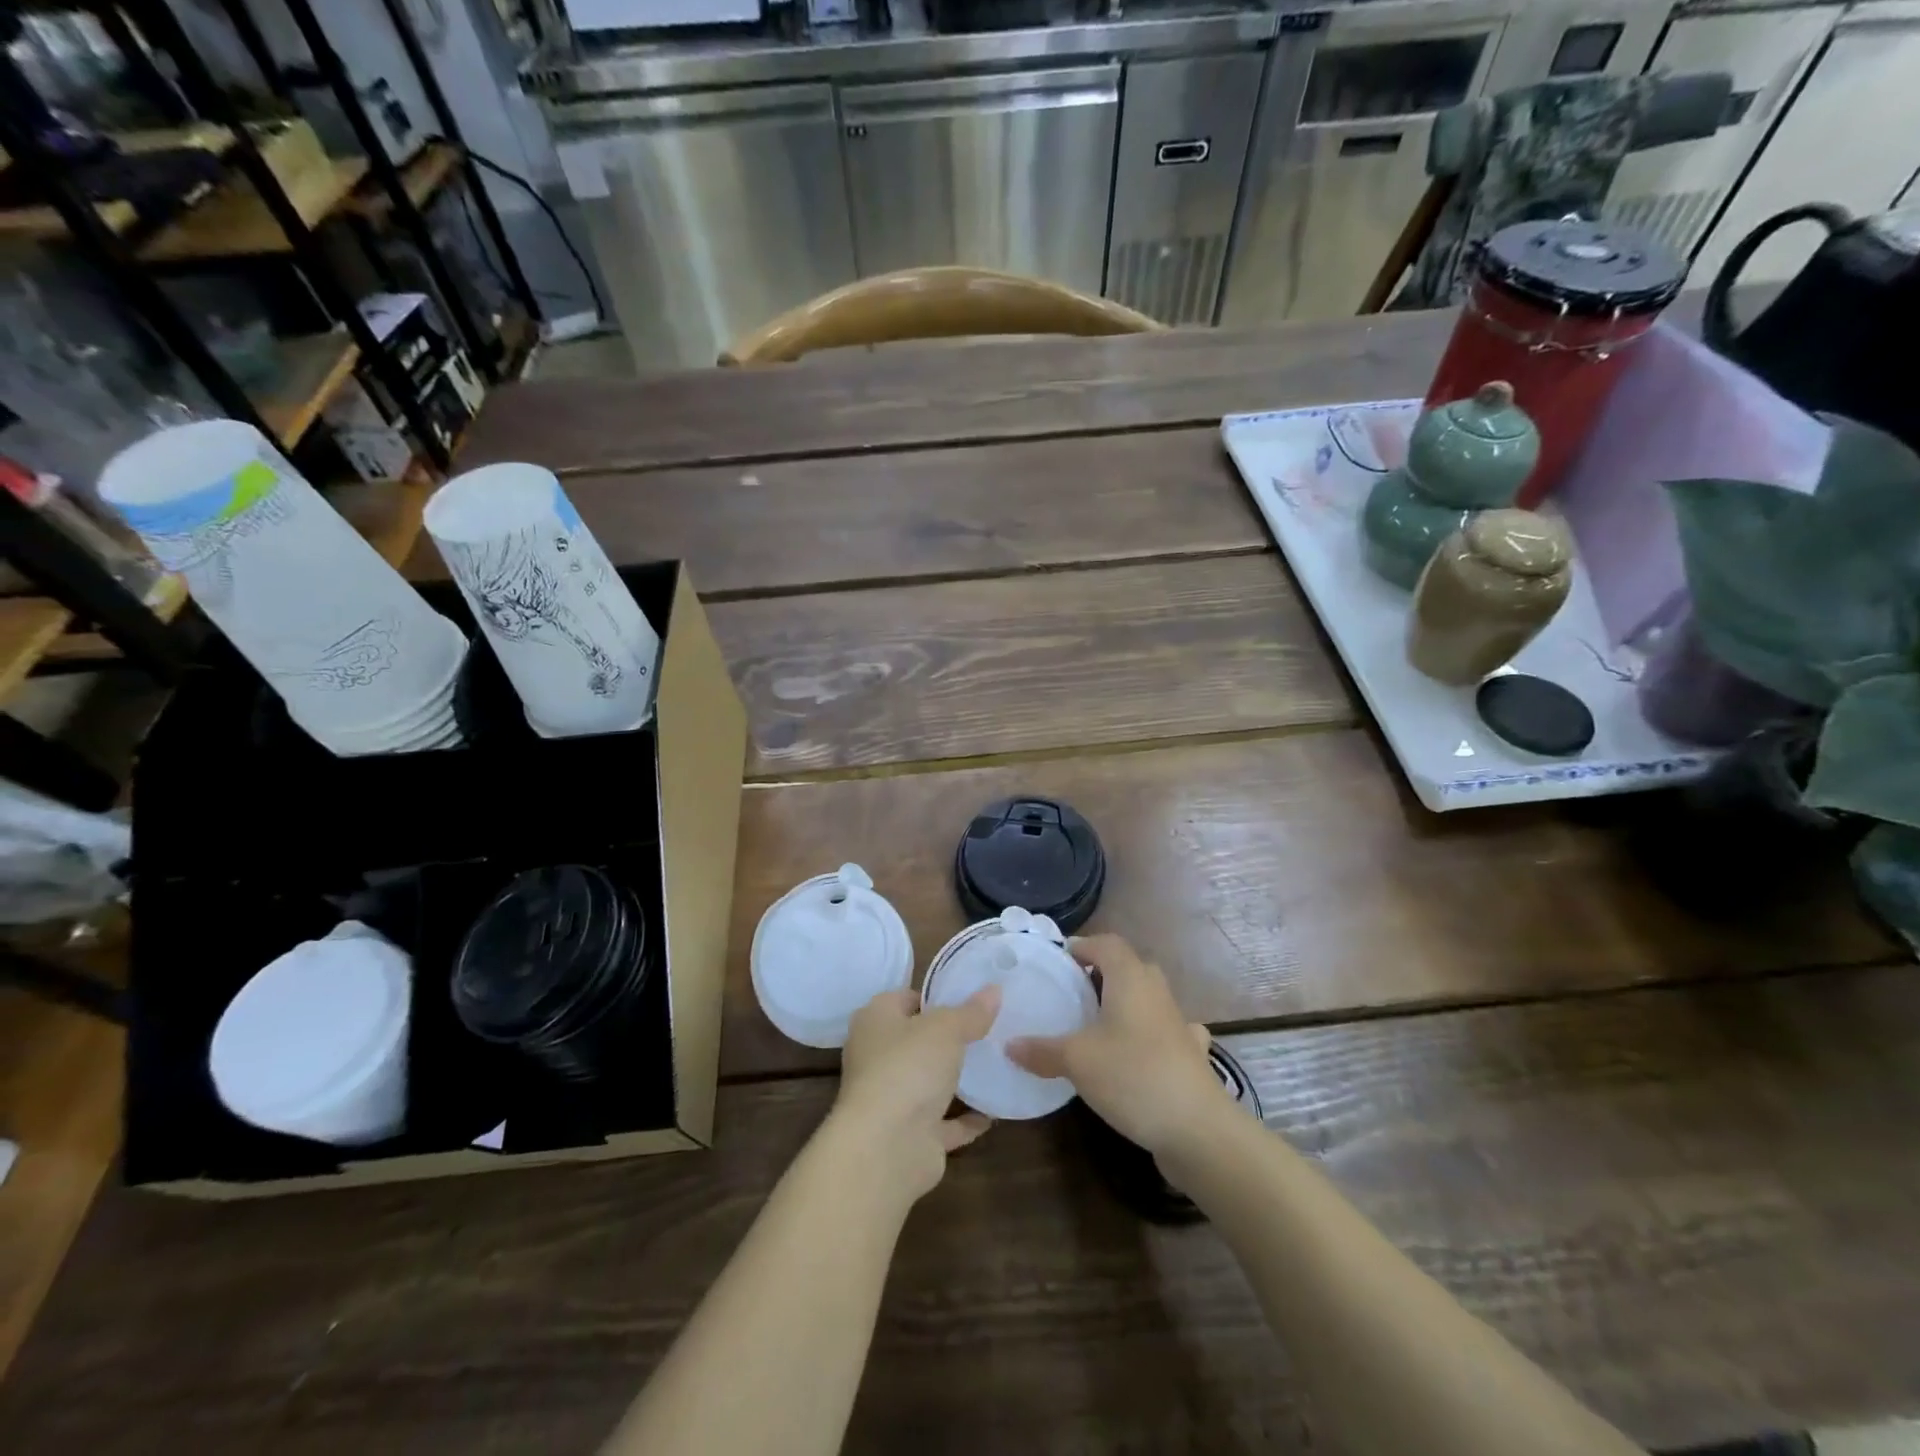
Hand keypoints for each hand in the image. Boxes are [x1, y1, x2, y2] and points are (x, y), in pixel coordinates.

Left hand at [828, 986, 1000, 1204]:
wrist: (886, 1147)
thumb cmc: (908, 1067)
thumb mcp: (946, 1028)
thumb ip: (971, 1011)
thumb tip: (994, 990)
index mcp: (875, 1021)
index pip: (905, 998)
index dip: (936, 996)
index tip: (972, 998)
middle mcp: (878, 1057)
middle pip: (918, 1040)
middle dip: (950, 1038)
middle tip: (991, 1029)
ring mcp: (893, 1098)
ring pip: (930, 1082)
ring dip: (957, 1079)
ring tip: (998, 1064)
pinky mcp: (911, 1136)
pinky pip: (945, 1122)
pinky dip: (966, 1119)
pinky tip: (995, 1111)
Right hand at [1006, 934, 1225, 1155]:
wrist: (1198, 1128)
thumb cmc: (1133, 1076)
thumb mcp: (1076, 1061)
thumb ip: (1041, 1050)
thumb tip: (1009, 1044)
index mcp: (1129, 977)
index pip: (1105, 943)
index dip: (1080, 946)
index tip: (1055, 963)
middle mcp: (1156, 989)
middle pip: (1126, 966)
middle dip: (1098, 974)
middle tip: (1069, 994)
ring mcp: (1178, 1020)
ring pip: (1146, 996)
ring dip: (1123, 1002)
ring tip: (1096, 1024)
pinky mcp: (1190, 1051)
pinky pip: (1165, 1029)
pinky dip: (1149, 1033)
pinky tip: (1139, 1051)